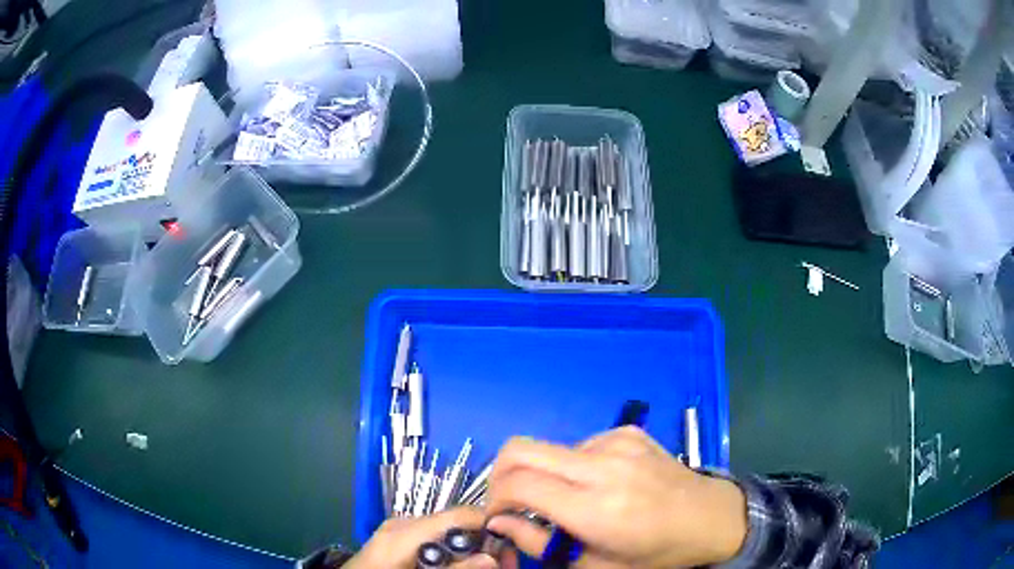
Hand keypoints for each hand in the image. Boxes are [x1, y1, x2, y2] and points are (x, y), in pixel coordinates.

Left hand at [345, 507, 498, 568]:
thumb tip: (492, 558)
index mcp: (406, 531)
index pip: (458, 514)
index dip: (490, 523)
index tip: (511, 545)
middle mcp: (404, 524)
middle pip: (456, 524)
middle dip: (483, 543)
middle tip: (503, 564)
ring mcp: (399, 530)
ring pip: (447, 534)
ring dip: (470, 549)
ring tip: (485, 566)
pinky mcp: (397, 540)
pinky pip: (433, 541)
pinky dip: (452, 552)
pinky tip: (460, 565)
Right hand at [485, 426, 747, 567]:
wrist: (708, 517)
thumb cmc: (653, 552)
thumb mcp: (594, 565)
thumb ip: (539, 543)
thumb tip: (500, 520)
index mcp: (595, 508)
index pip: (519, 484)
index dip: (494, 498)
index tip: (497, 515)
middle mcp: (603, 466)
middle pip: (520, 449)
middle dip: (501, 474)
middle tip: (510, 500)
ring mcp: (617, 442)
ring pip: (549, 449)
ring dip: (543, 474)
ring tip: (568, 499)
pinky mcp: (627, 432)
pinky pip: (580, 445)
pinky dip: (574, 466)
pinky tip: (599, 484)